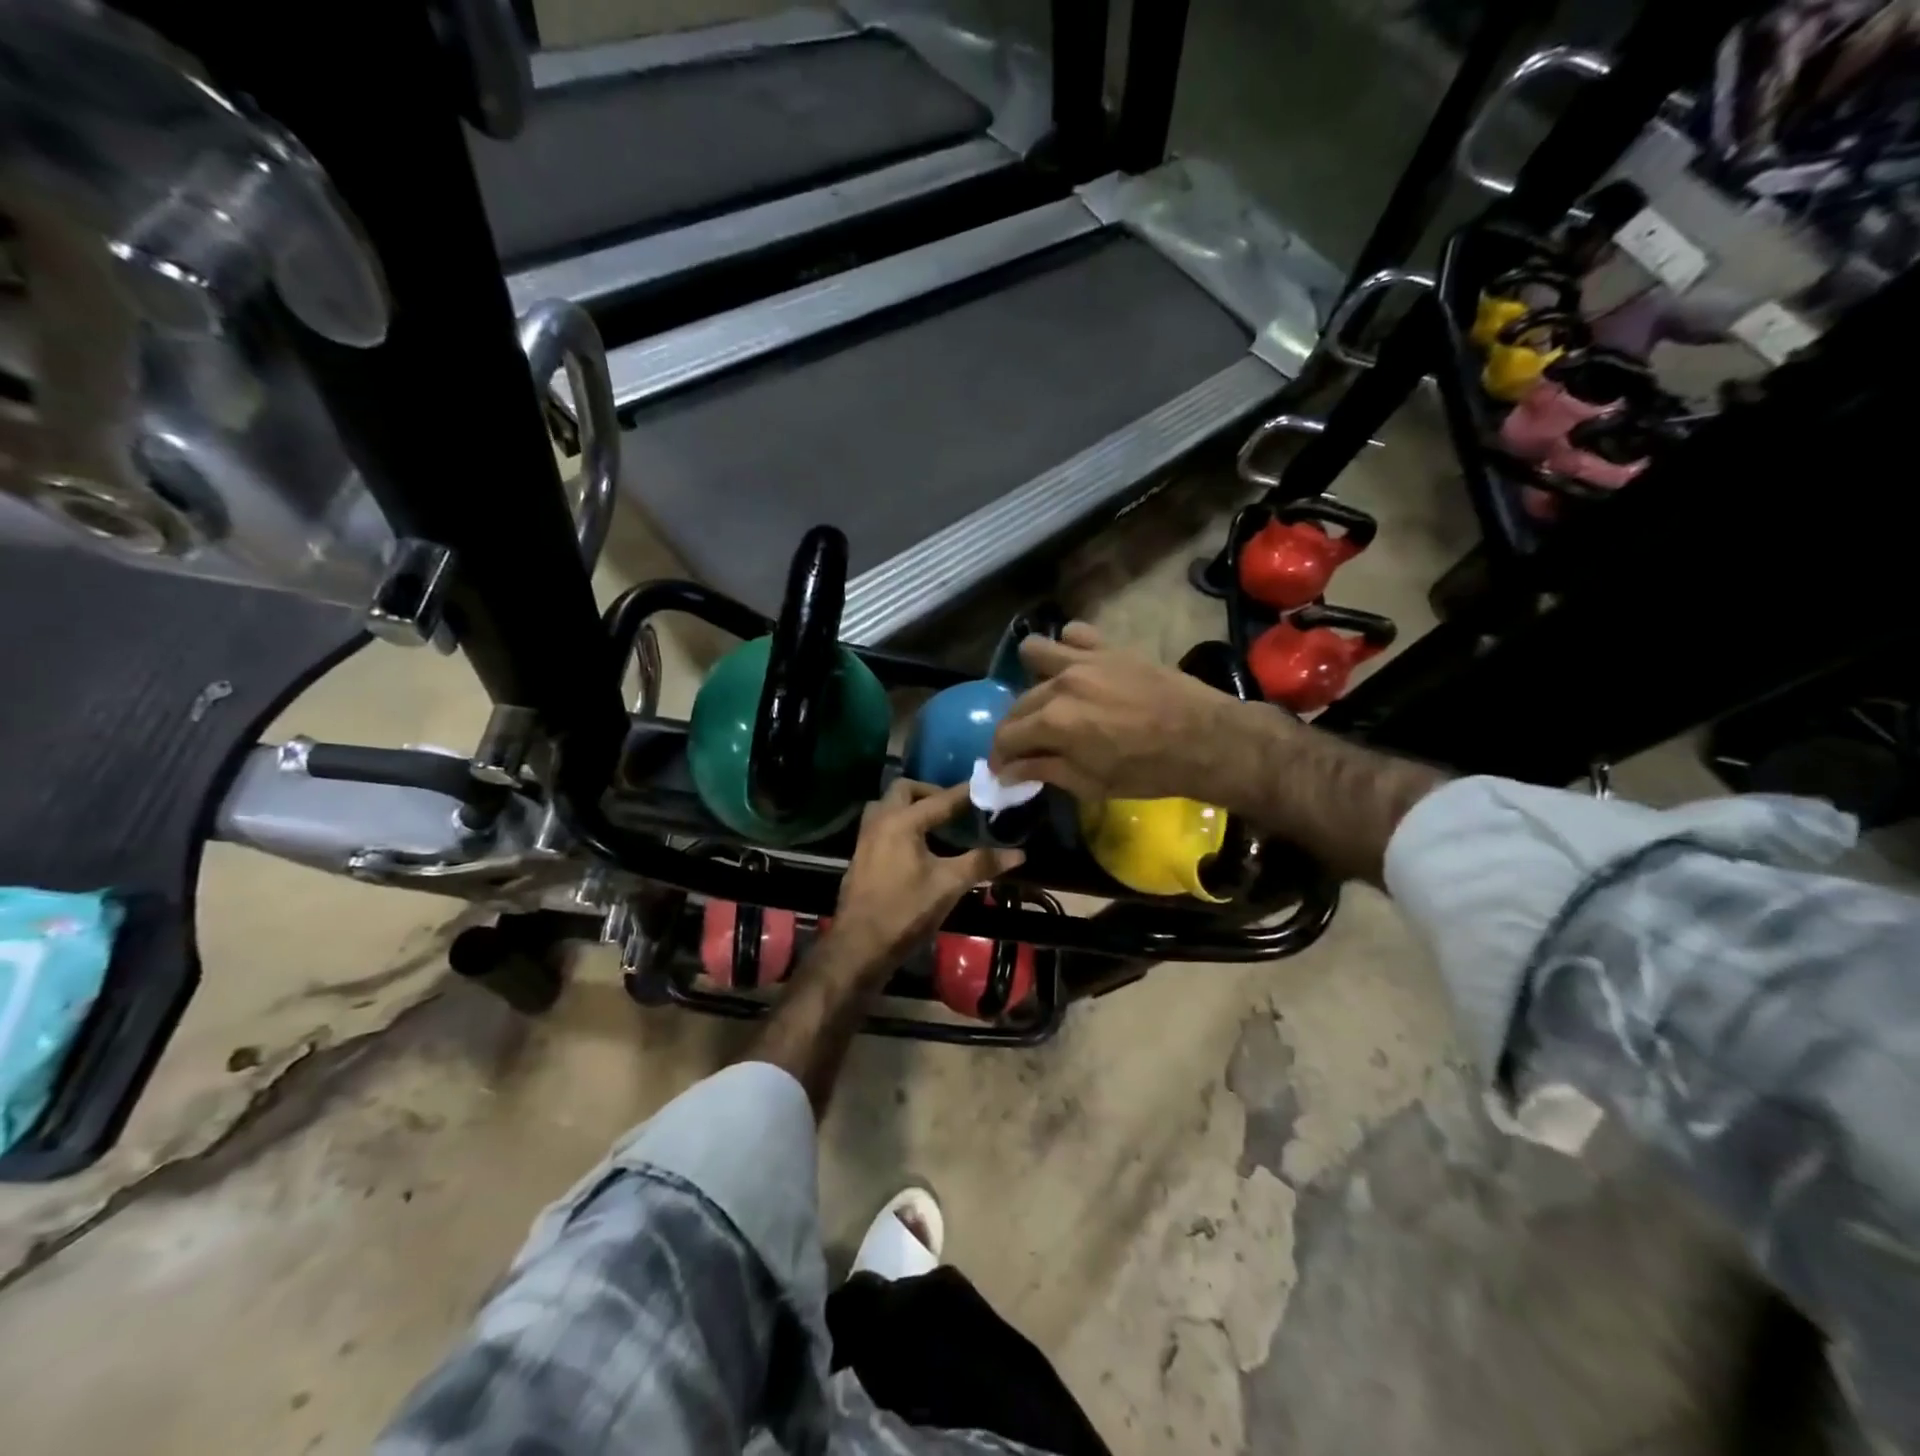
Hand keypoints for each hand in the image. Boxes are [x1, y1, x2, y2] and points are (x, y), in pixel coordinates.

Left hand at [827, 779, 1024, 979]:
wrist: (860, 946)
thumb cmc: (905, 911)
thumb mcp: (949, 885)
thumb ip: (981, 863)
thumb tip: (1018, 854)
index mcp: (901, 822)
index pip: (940, 799)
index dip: (965, 794)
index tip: (985, 787)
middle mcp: (879, 822)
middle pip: (904, 791)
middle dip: (930, 792)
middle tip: (954, 808)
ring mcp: (865, 840)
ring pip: (886, 807)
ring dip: (909, 807)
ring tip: (934, 823)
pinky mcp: (860, 858)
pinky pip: (880, 826)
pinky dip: (899, 825)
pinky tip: (916, 847)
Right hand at [989, 623, 1289, 806]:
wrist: (1205, 740)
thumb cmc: (1148, 771)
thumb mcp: (1091, 783)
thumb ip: (1044, 770)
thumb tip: (1008, 771)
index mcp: (1054, 722)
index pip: (1007, 736)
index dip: (1000, 757)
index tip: (1003, 769)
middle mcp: (1061, 683)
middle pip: (1018, 703)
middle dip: (1015, 728)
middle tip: (1027, 746)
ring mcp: (1085, 659)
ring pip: (1035, 652)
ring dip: (1033, 676)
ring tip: (1049, 697)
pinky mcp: (1110, 647)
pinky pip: (1075, 633)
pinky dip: (1069, 649)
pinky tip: (1078, 669)